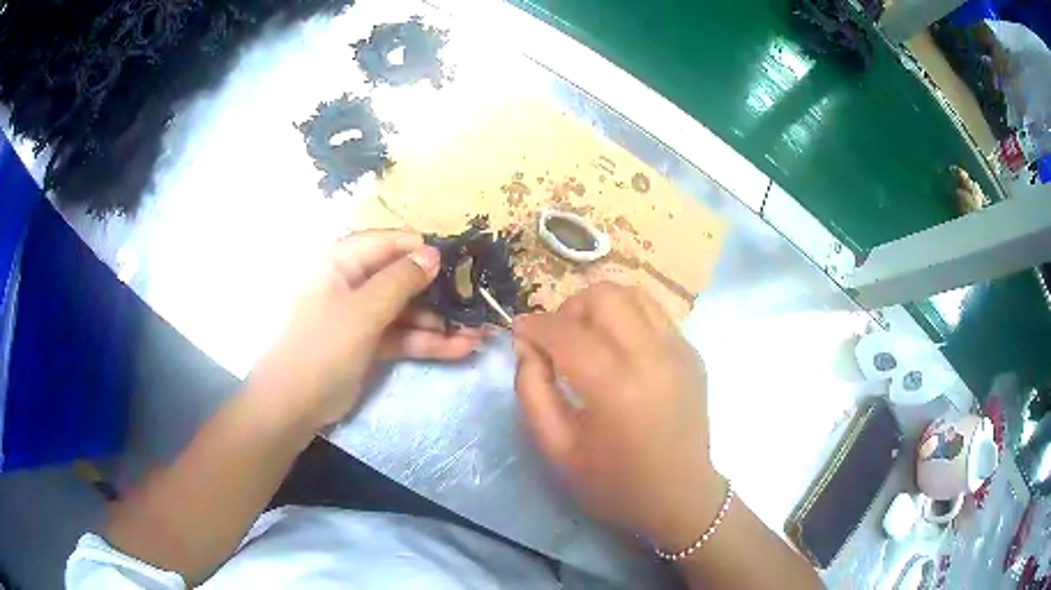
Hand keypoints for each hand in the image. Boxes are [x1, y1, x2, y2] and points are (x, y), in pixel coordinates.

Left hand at [247, 230, 483, 428]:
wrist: (292, 405)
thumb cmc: (320, 347)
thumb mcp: (362, 311)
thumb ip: (399, 281)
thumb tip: (433, 253)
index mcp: (341, 262)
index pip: (389, 243)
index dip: (423, 250)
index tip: (460, 262)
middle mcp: (353, 282)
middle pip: (402, 277)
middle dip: (438, 291)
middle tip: (477, 301)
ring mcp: (362, 315)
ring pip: (407, 310)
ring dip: (440, 321)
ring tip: (478, 332)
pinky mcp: (369, 343)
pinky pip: (402, 335)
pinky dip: (428, 342)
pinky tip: (461, 348)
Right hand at [514, 283, 722, 549]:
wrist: (680, 498)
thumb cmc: (614, 483)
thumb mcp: (557, 449)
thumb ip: (532, 391)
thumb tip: (526, 346)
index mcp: (616, 387)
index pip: (565, 332)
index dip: (534, 326)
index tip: (519, 332)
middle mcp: (653, 356)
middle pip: (604, 295)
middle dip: (569, 308)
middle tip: (557, 338)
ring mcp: (679, 350)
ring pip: (633, 293)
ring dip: (600, 306)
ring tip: (587, 337)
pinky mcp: (692, 353)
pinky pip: (654, 313)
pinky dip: (627, 317)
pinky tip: (619, 349)